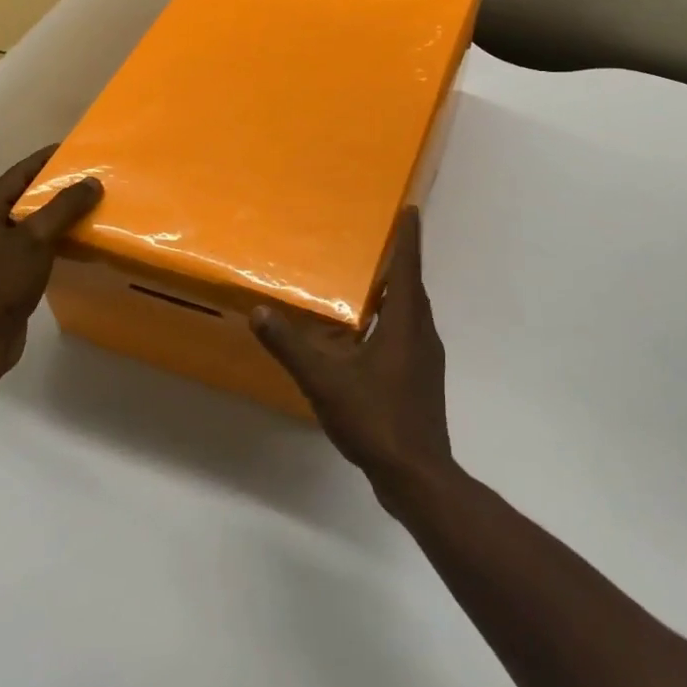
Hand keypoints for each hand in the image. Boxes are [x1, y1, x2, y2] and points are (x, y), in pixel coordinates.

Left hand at [0, 146, 102, 375]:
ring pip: (29, 222)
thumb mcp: (36, 238)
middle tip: (86, 177)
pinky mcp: (4, 274)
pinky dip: (52, 238)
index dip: (44, 159)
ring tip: (86, 205)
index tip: (73, 149)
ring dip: (55, 213)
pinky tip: (73, 240)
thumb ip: (64, 207)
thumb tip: (91, 181)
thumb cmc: (3, 281)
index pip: (17, 174)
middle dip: (54, 186)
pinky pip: (32, 245)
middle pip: (23, 196)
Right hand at [252, 208, 453, 497]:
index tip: (411, 210)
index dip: (409, 238)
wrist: (417, 475)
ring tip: (369, 284)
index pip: (408, 268)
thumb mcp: (325, 381)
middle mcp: (422, 333)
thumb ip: (291, 346)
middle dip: (399, 262)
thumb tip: (260, 313)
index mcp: (405, 323)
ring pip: (410, 314)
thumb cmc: (375, 418)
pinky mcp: (422, 380)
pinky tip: (367, 337)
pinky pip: (407, 335)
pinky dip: (391, 322)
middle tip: (379, 241)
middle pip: (411, 287)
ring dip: (394, 294)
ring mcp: (426, 359)